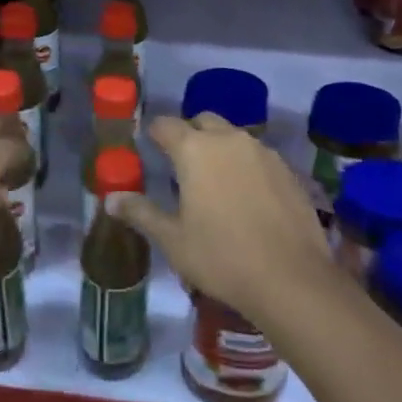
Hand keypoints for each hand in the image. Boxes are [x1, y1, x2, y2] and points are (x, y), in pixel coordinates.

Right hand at [107, 113, 331, 323]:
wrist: (291, 279)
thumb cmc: (222, 258)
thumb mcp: (173, 240)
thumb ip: (141, 213)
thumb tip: (110, 199)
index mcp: (194, 150)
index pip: (166, 125)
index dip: (155, 134)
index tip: (150, 149)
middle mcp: (229, 139)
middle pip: (203, 121)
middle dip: (190, 135)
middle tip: (183, 166)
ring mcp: (263, 152)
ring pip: (234, 136)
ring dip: (220, 149)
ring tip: (216, 183)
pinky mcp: (288, 170)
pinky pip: (258, 156)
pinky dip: (247, 166)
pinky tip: (248, 198)